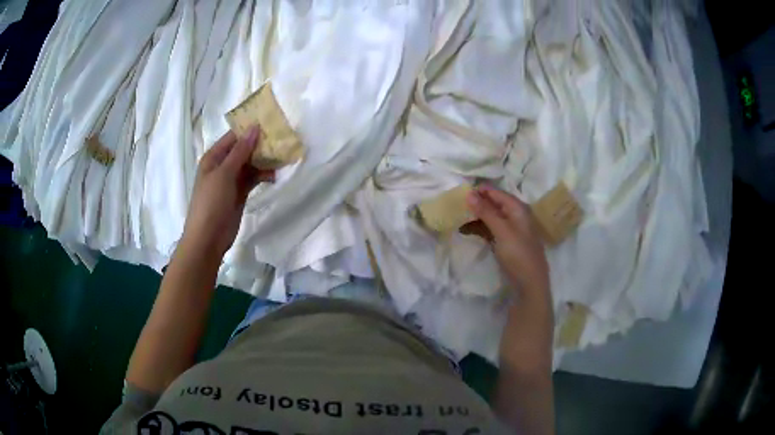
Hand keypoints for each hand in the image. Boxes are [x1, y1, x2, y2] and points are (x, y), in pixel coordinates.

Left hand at [180, 128, 273, 258]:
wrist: (208, 238)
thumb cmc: (211, 203)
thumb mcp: (224, 174)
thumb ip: (240, 151)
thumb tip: (254, 128)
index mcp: (213, 157)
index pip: (233, 137)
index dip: (250, 129)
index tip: (271, 123)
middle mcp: (222, 166)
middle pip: (243, 149)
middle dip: (260, 145)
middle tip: (282, 140)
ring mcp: (231, 180)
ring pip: (250, 164)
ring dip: (264, 161)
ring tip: (282, 158)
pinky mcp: (239, 193)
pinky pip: (252, 179)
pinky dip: (262, 176)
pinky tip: (274, 176)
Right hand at [466, 185, 548, 298]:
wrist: (529, 284)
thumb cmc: (518, 254)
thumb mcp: (502, 231)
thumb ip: (486, 212)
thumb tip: (470, 193)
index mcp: (518, 209)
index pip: (496, 193)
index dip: (479, 191)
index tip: (459, 190)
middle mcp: (515, 216)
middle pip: (493, 204)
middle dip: (475, 204)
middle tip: (455, 204)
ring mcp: (510, 230)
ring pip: (490, 217)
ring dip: (475, 217)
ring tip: (456, 217)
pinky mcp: (505, 243)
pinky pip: (490, 230)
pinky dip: (479, 229)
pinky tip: (465, 230)